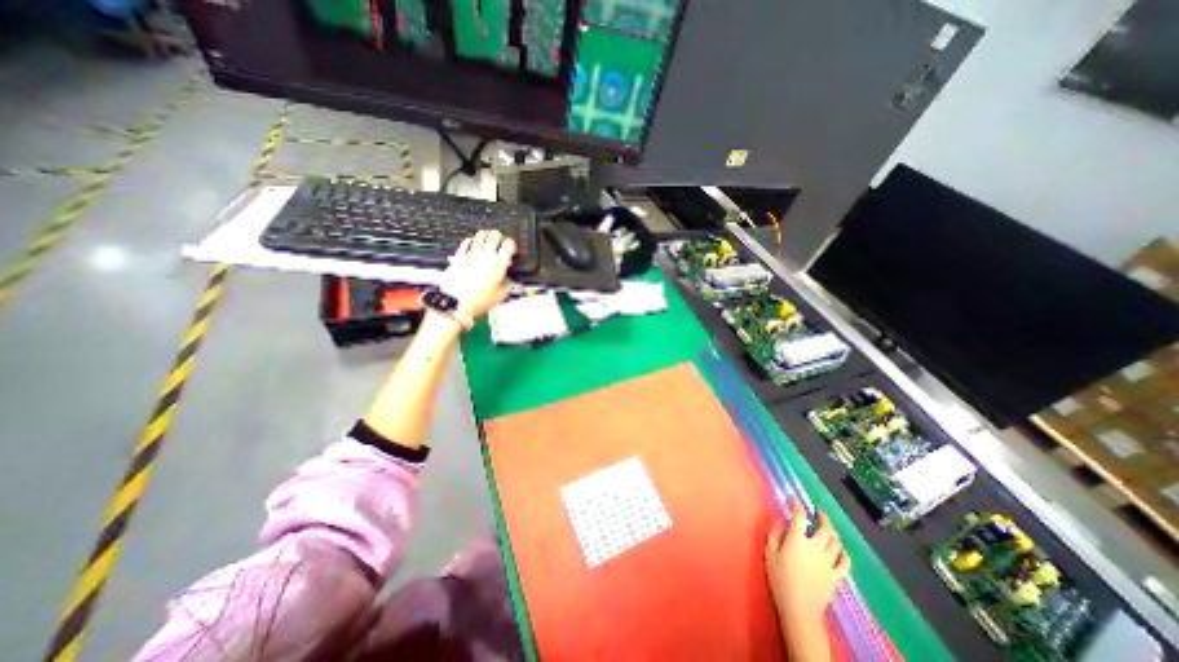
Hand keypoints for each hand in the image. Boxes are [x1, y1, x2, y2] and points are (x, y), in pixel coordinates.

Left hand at [442, 230, 516, 320]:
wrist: (456, 303)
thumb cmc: (479, 301)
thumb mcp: (501, 296)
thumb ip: (508, 285)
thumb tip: (509, 280)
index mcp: (498, 264)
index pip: (509, 244)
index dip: (512, 245)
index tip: (512, 250)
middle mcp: (485, 255)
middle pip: (494, 235)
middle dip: (499, 237)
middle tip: (500, 242)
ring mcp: (471, 254)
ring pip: (480, 235)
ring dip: (485, 236)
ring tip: (487, 241)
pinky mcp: (458, 256)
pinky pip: (466, 242)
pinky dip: (471, 241)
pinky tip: (472, 244)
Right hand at [766, 497, 848, 630]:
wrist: (799, 610)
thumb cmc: (780, 579)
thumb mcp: (769, 554)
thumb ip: (774, 535)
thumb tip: (779, 521)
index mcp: (798, 540)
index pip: (800, 517)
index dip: (797, 505)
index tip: (794, 499)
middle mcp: (815, 547)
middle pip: (825, 529)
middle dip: (823, 517)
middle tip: (818, 512)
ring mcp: (828, 562)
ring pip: (836, 543)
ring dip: (833, 532)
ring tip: (828, 527)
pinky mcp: (836, 576)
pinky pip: (845, 562)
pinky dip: (844, 553)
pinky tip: (840, 550)